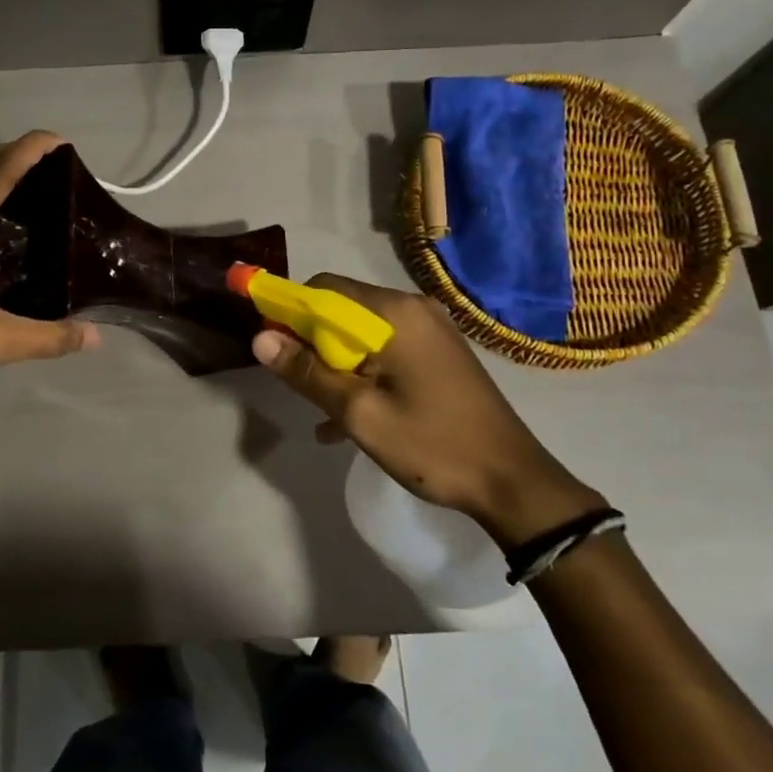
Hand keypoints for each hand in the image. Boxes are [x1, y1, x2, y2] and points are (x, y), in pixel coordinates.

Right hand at [251, 274, 604, 550]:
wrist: (513, 482)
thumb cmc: (432, 444)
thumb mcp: (359, 413)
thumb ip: (307, 372)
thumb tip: (260, 338)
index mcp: (394, 313)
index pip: (323, 288)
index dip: (289, 312)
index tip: (273, 347)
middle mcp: (413, 308)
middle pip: (343, 309)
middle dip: (312, 342)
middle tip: (298, 383)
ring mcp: (431, 331)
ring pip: (363, 333)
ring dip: (335, 363)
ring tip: (319, 407)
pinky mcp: (439, 354)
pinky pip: (387, 350)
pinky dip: (362, 373)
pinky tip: (345, 419)